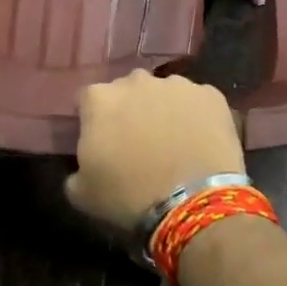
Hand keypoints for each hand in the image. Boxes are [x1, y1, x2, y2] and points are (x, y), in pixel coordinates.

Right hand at [65, 70, 243, 233]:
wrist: (193, 204)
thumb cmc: (129, 197)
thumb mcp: (83, 194)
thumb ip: (75, 171)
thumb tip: (82, 168)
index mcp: (99, 99)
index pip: (87, 100)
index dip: (93, 120)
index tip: (100, 141)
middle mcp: (136, 81)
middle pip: (127, 90)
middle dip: (130, 110)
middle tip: (137, 142)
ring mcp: (176, 85)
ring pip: (164, 93)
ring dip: (163, 110)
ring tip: (173, 142)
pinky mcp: (211, 95)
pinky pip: (197, 102)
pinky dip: (196, 116)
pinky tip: (199, 142)